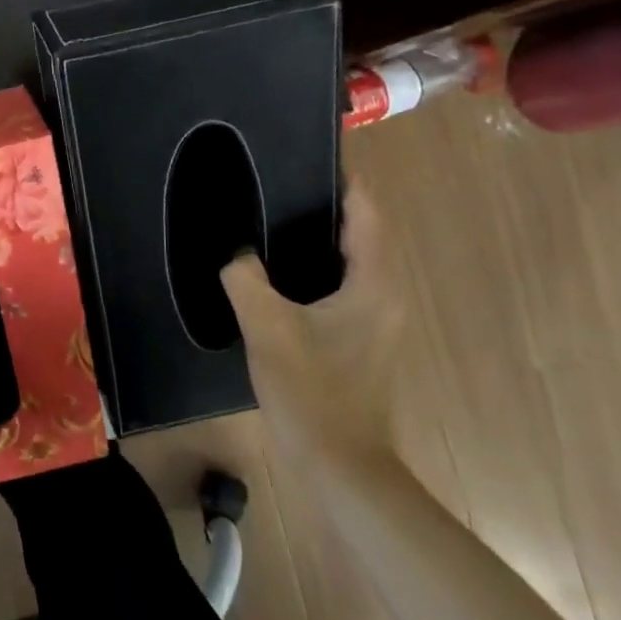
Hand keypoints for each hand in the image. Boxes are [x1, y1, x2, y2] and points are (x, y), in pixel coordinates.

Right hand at [220, 185, 402, 463]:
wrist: (340, 466)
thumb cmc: (311, 391)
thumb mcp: (267, 328)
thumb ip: (245, 278)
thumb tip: (235, 251)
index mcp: (373, 284)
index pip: (367, 213)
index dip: (344, 180)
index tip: (311, 153)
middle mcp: (385, 295)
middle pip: (363, 233)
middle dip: (327, 204)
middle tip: (279, 182)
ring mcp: (377, 321)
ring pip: (353, 261)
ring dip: (321, 237)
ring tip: (273, 217)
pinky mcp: (362, 341)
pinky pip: (343, 287)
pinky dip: (318, 268)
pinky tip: (279, 273)